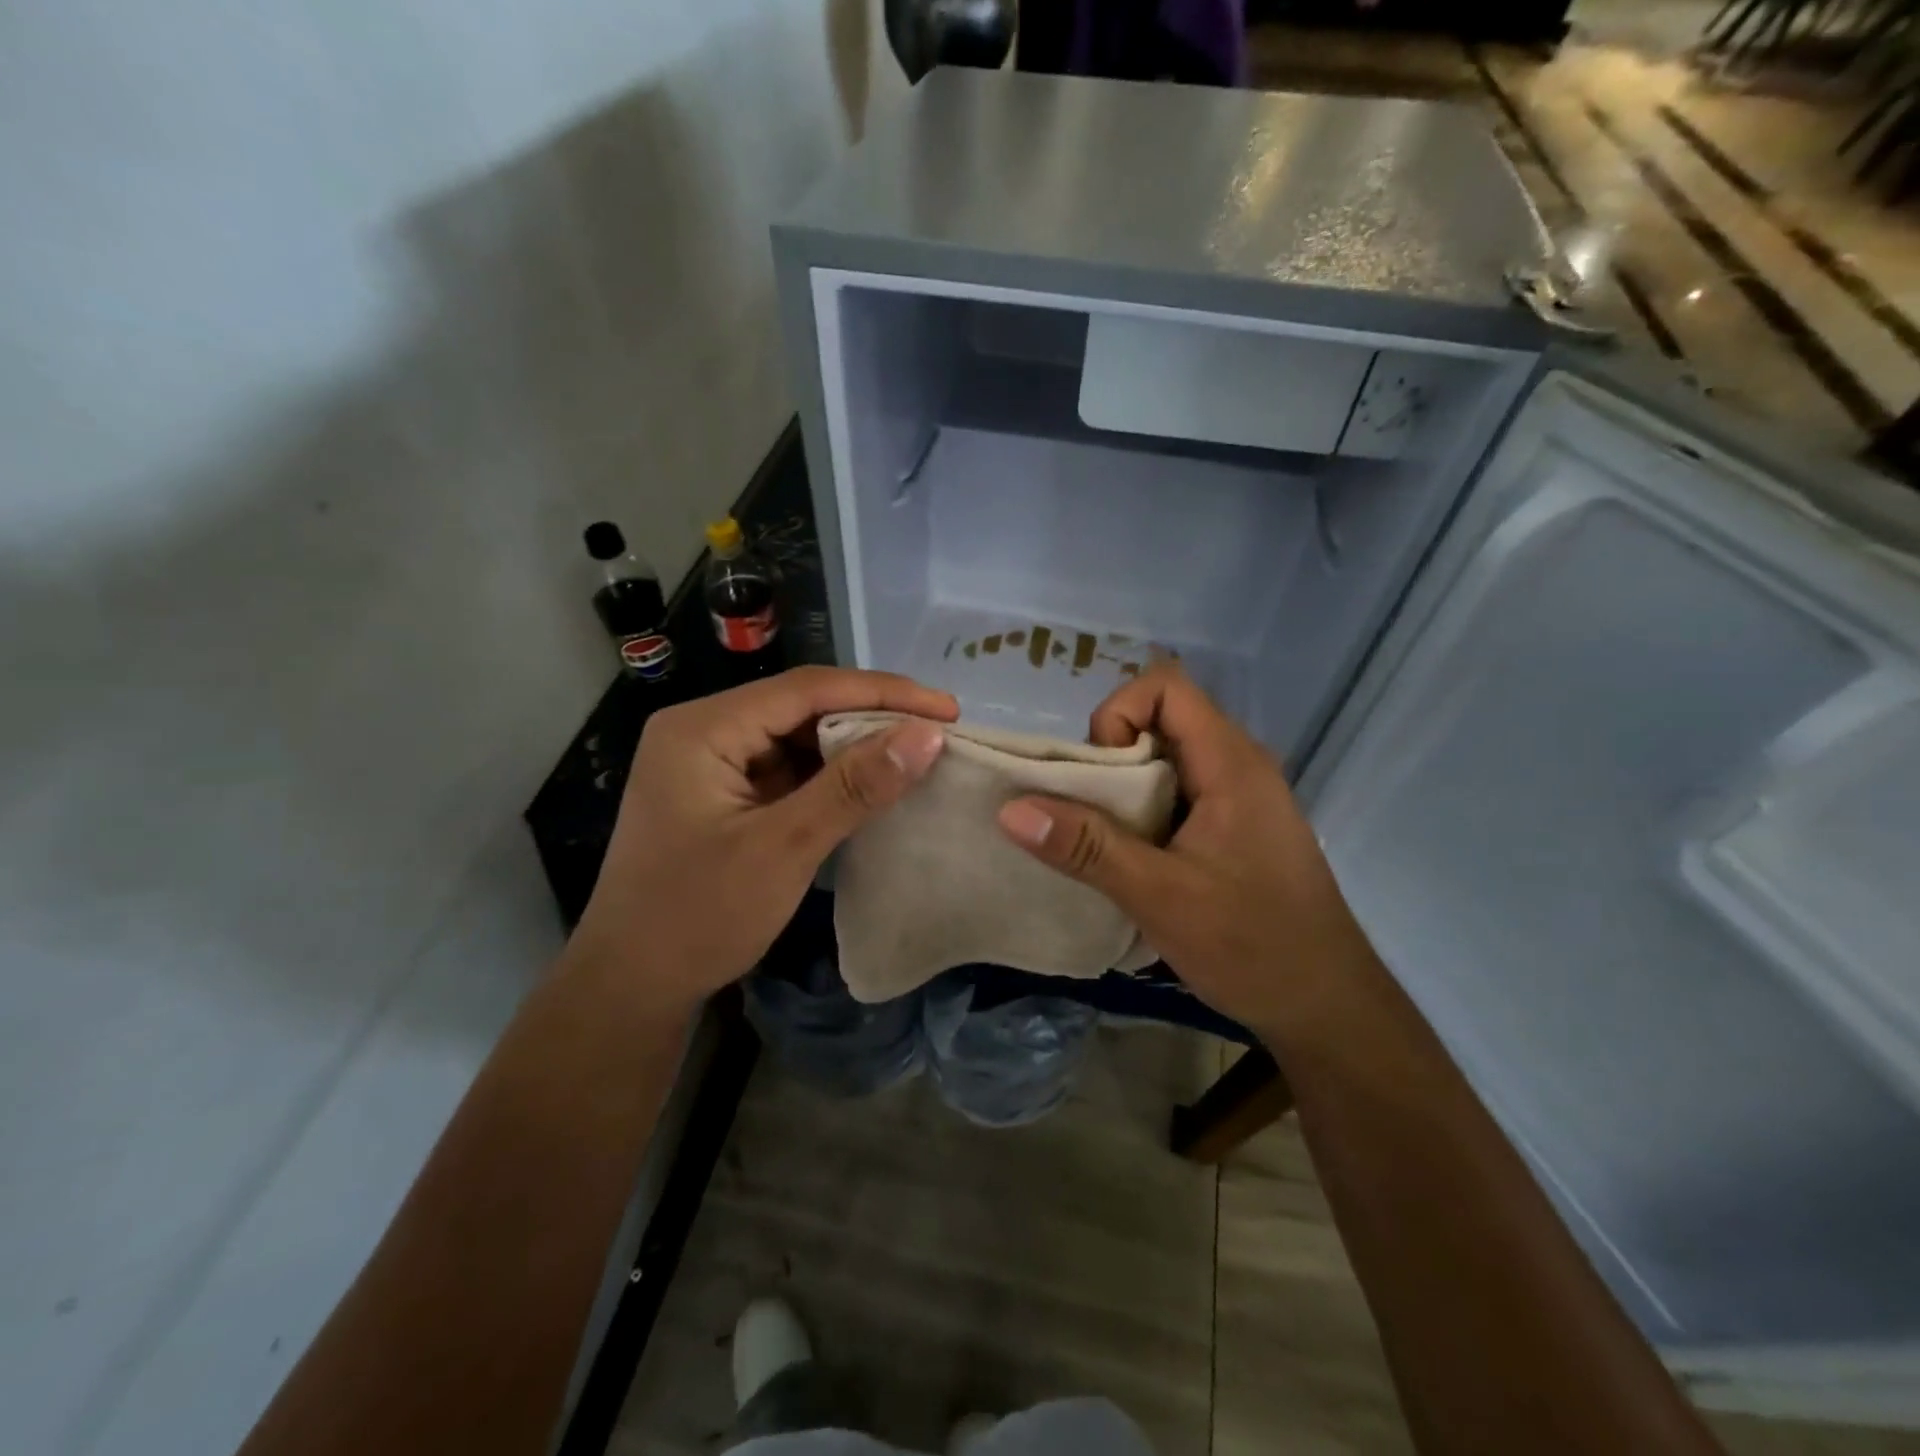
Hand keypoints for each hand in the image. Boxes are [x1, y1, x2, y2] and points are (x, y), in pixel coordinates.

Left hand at [574, 667, 955, 1016]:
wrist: (631, 987)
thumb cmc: (698, 917)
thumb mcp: (784, 848)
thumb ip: (853, 787)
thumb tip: (927, 735)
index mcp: (702, 728)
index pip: (805, 689)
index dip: (882, 693)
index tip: (946, 709)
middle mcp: (704, 731)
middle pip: (801, 706)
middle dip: (871, 717)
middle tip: (938, 731)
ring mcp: (712, 763)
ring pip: (798, 737)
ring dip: (854, 746)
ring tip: (916, 754)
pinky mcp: (724, 793)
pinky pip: (788, 769)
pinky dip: (831, 776)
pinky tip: (872, 784)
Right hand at [995, 663, 1365, 1036]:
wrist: (1327, 1007)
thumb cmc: (1252, 946)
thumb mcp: (1159, 896)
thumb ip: (1086, 847)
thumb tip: (1010, 809)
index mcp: (1230, 763)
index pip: (1165, 686)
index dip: (1118, 714)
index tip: (1099, 773)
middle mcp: (1239, 765)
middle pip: (1160, 720)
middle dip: (1110, 758)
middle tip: (1088, 816)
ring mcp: (1240, 797)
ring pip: (1166, 760)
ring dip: (1123, 790)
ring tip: (1104, 842)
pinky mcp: (1236, 828)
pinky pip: (1179, 794)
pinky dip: (1144, 813)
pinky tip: (1132, 861)